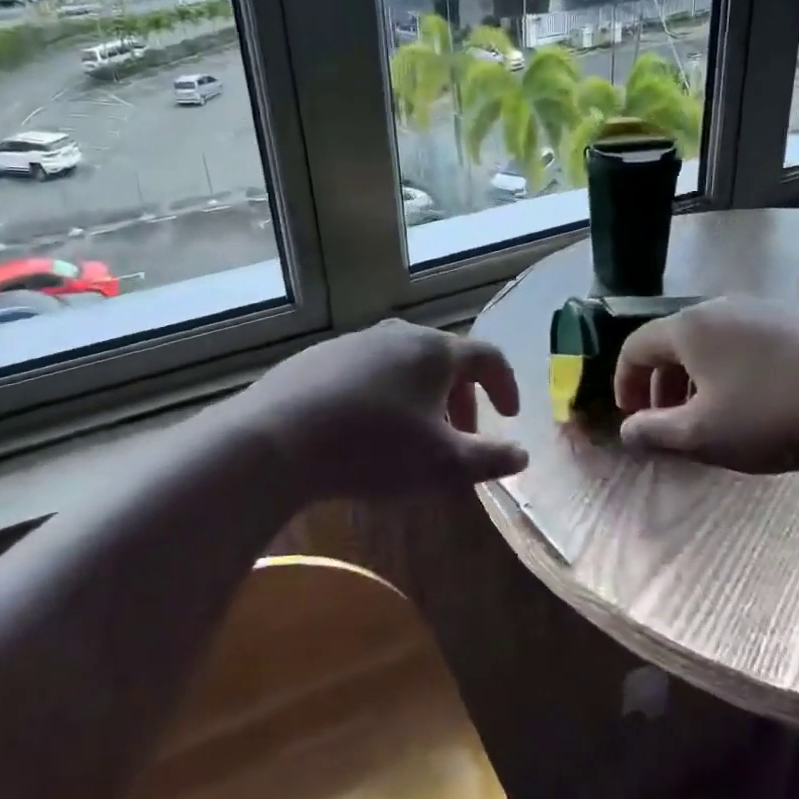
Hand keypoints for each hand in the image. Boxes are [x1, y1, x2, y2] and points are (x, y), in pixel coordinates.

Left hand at [241, 319, 527, 501]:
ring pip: (404, 365)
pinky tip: (366, 429)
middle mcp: (397, 334)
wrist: (277, 439)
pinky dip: (384, 395)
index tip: (510, 416)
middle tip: (462, 435)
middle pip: (444, 360)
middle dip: (462, 398)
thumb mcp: (443, 464)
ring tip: (415, 436)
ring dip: (422, 397)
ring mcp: (354, 342)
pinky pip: (368, 372)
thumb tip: (522, 455)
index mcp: (434, 351)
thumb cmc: (373, 448)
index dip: (505, 385)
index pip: (487, 357)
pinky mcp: (318, 357)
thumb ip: (490, 459)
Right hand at [613, 297, 798, 471]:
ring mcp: (761, 309)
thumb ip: (655, 433)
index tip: (631, 416)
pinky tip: (755, 399)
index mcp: (688, 328)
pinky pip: (744, 342)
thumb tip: (627, 430)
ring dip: (696, 378)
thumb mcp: (703, 435)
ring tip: (709, 414)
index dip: (624, 382)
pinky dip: (730, 369)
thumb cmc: (772, 414)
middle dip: (661, 383)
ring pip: (710, 342)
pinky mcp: (796, 320)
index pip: (635, 347)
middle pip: (673, 342)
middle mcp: (719, 307)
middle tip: (666, 421)